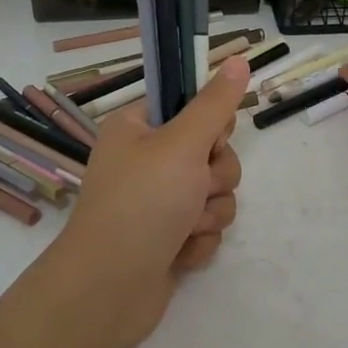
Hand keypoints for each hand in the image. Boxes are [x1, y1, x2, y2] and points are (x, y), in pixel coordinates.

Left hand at [44, 55, 248, 347]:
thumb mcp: (182, 144)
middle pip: (212, 153)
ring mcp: (156, 203)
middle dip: (214, 177)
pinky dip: (198, 241)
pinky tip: (179, 253)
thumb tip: (238, 58)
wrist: (109, 289)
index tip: (212, 139)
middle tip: (195, 188)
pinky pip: (205, 228)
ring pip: (214, 193)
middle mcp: (145, 161)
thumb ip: (215, 104)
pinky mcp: (167, 238)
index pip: (190, 107)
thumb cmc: (142, 203)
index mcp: (137, 129)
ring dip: (208, 213)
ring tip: (184, 228)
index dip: (210, 124)